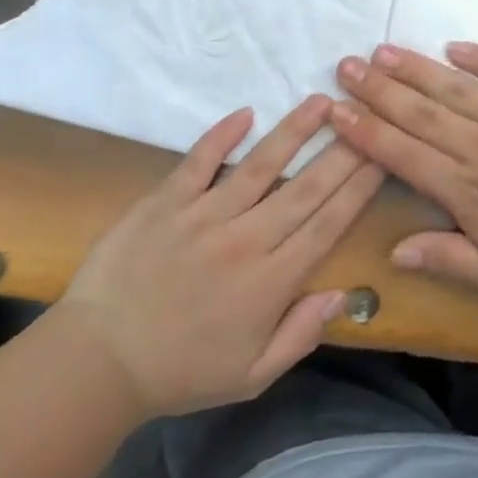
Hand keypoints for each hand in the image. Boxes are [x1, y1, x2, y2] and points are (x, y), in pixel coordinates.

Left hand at [57, 96, 382, 419]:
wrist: (95, 364)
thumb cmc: (181, 372)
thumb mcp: (252, 376)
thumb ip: (301, 335)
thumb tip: (344, 294)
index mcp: (271, 282)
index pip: (327, 224)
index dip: (359, 188)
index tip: (382, 157)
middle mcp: (246, 240)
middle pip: (306, 188)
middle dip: (342, 151)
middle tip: (366, 118)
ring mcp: (204, 217)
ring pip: (261, 165)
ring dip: (294, 131)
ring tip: (321, 101)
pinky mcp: (165, 203)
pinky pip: (199, 162)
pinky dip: (222, 136)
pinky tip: (246, 112)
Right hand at [331, 43, 477, 299]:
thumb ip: (445, 258)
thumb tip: (393, 249)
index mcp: (465, 189)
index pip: (403, 154)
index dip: (365, 131)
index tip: (335, 110)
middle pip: (420, 112)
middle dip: (378, 89)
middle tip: (347, 65)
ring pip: (454, 87)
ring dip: (416, 68)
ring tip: (384, 50)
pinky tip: (454, 45)